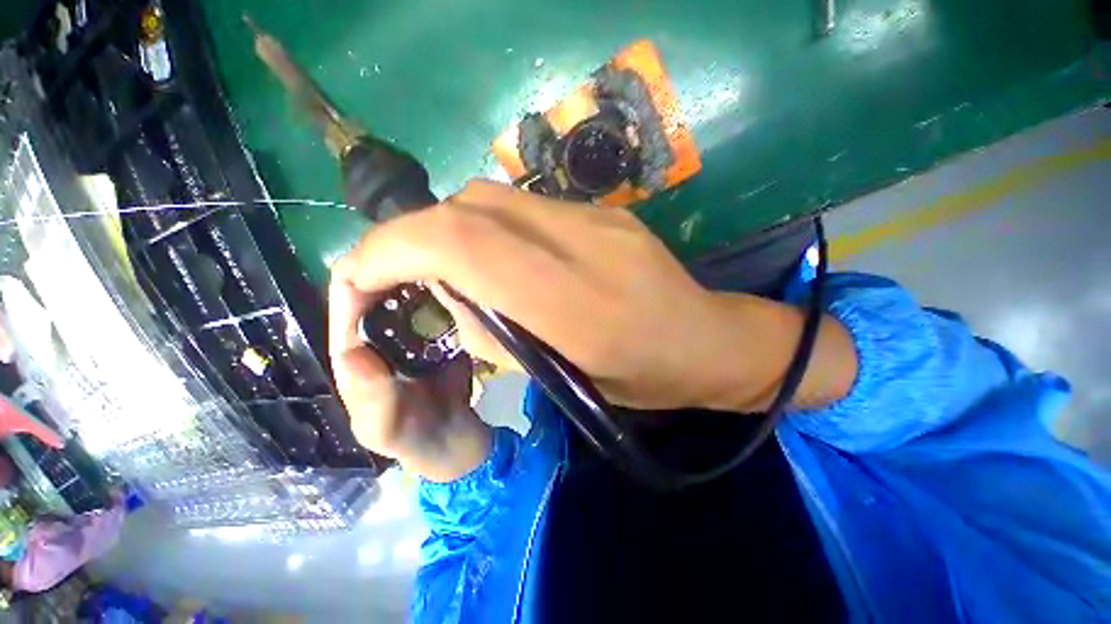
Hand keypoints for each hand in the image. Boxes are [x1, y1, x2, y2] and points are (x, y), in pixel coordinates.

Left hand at [328, 275, 490, 482]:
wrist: (455, 439)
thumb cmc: (412, 437)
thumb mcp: (382, 426)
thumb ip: (369, 396)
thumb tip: (351, 353)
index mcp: (357, 353)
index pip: (348, 308)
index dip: (358, 282)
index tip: (383, 257)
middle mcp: (384, 335)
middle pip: (383, 294)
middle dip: (396, 272)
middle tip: (424, 251)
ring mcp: (418, 333)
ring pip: (415, 296)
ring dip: (425, 279)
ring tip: (444, 260)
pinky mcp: (445, 334)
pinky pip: (445, 308)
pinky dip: (449, 294)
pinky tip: (462, 282)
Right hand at [334, 180, 856, 413]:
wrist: (708, 339)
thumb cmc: (644, 378)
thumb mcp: (566, 379)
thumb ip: (499, 331)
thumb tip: (448, 291)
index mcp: (576, 304)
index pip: (465, 245)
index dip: (397, 248)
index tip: (365, 275)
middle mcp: (582, 243)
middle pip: (471, 208)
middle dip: (417, 235)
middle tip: (407, 275)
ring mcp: (595, 218)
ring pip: (491, 198)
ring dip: (452, 229)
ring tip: (454, 270)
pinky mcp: (602, 211)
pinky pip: (523, 205)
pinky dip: (489, 226)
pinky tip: (502, 259)